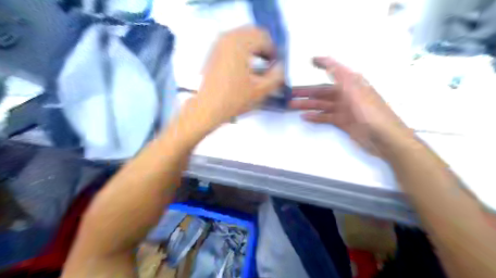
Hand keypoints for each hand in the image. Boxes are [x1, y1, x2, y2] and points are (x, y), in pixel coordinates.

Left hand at [181, 26, 282, 132]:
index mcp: (240, 43)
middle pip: (254, 32)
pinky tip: (245, 64)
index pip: (264, 38)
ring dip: (254, 46)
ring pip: (243, 35)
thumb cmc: (234, 99)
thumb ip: (277, 76)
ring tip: (258, 64)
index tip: (275, 65)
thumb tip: (281, 66)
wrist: (208, 108)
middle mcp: (228, 37)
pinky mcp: (214, 50)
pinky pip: (233, 41)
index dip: (274, 51)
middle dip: (264, 46)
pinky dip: (243, 48)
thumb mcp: (261, 90)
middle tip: (269, 62)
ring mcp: (218, 42)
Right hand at [291, 56, 410, 155]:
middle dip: (307, 92)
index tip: (310, 60)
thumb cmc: (371, 113)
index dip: (324, 64)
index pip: (335, 70)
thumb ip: (341, 77)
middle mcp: (346, 94)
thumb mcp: (356, 91)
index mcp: (352, 84)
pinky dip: (315, 117)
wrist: (385, 139)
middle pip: (323, 91)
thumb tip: (328, 61)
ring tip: (292, 106)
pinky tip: (305, 117)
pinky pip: (325, 117)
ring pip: (322, 104)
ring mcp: (344, 109)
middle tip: (291, 93)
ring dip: (308, 104)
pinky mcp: (342, 121)